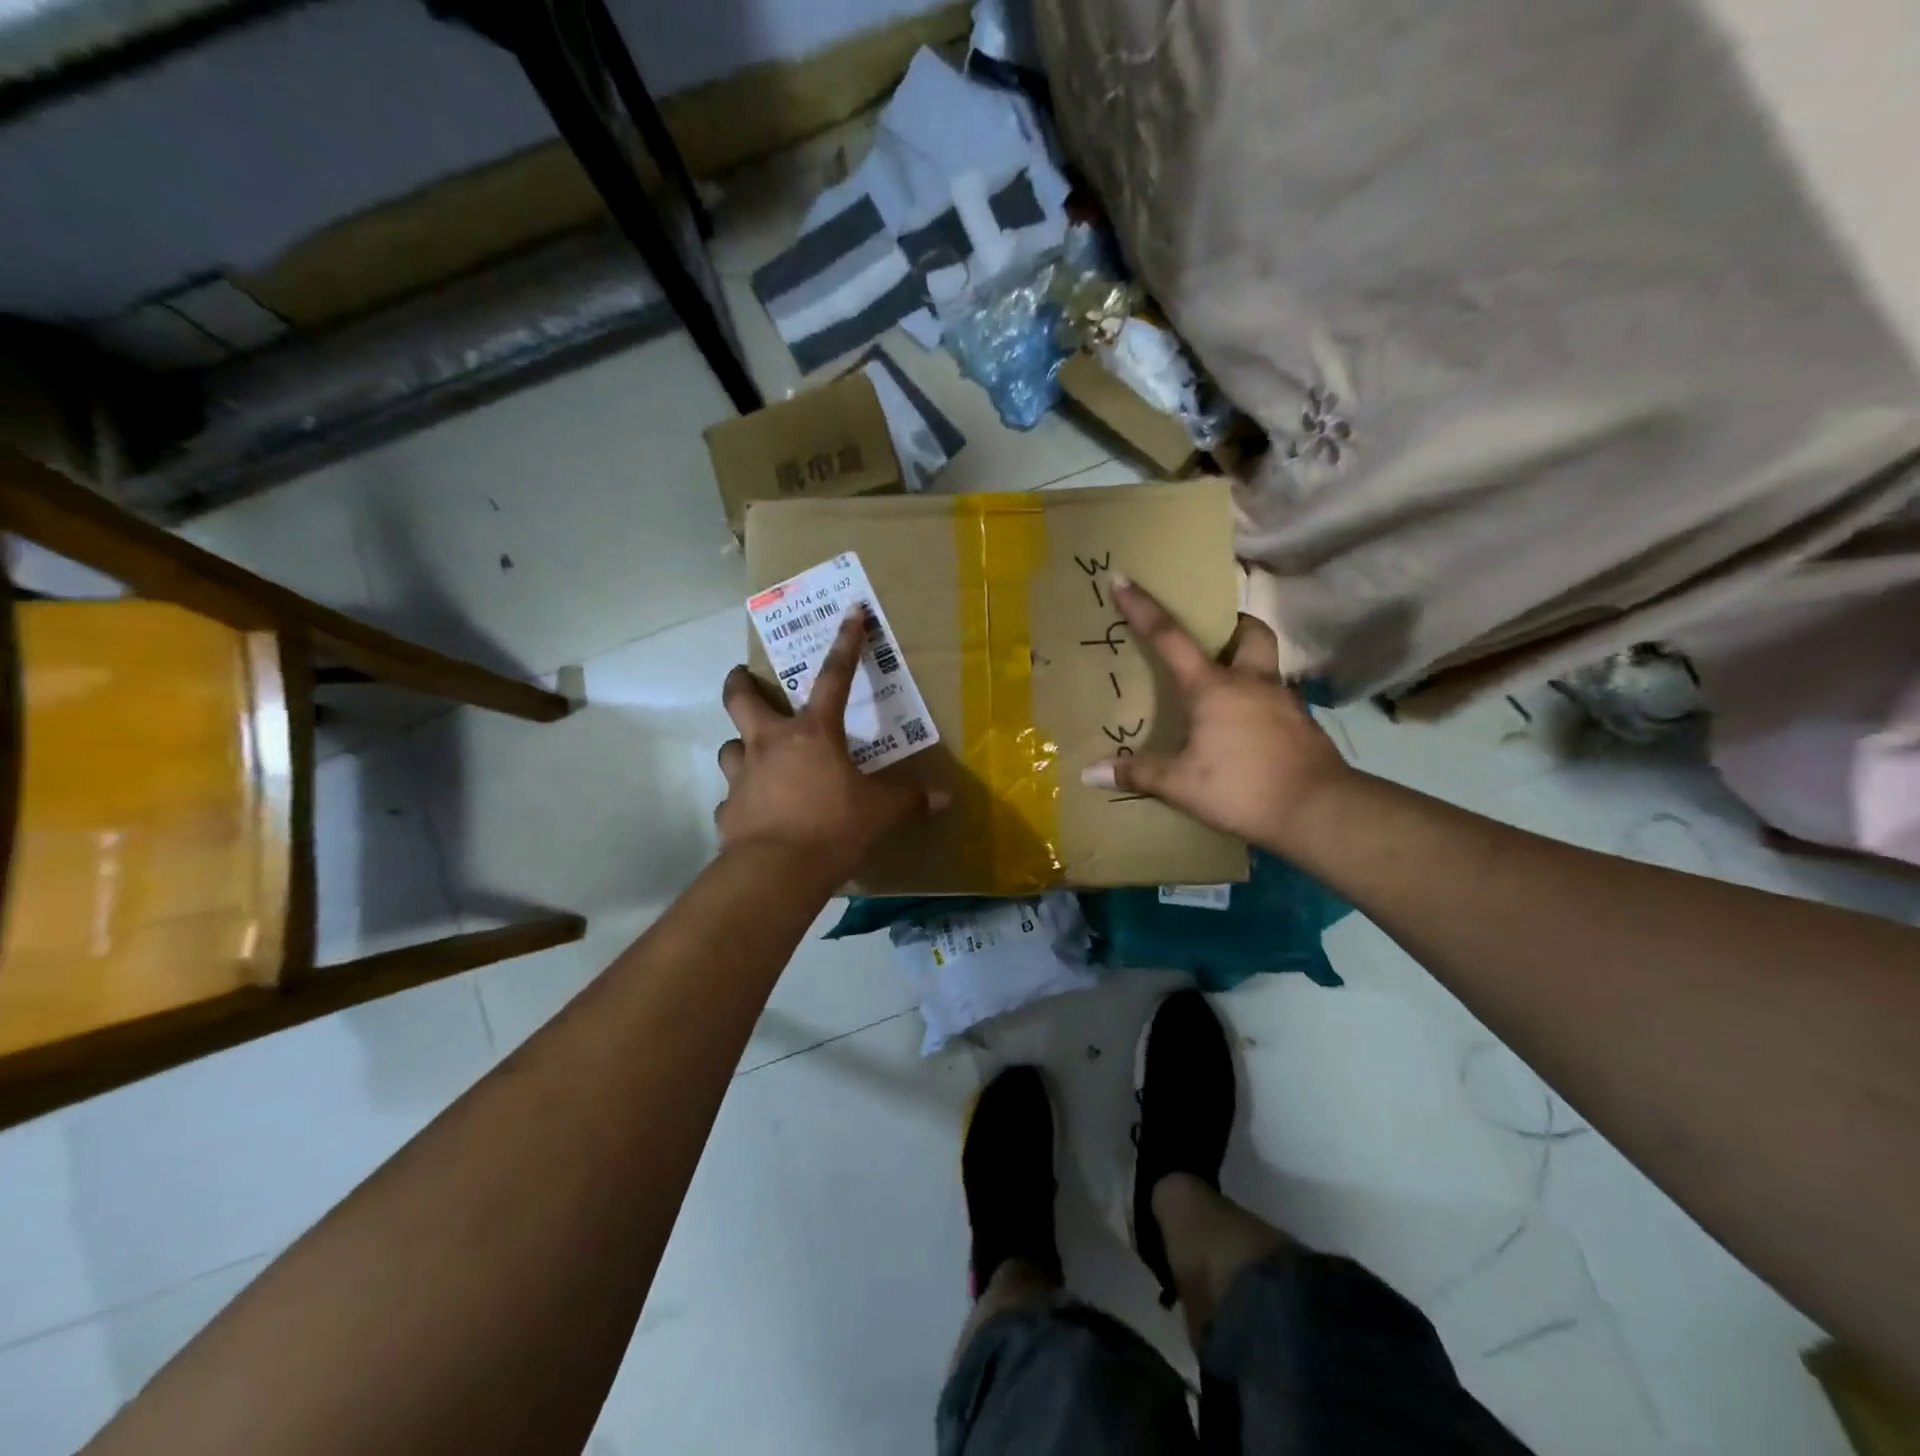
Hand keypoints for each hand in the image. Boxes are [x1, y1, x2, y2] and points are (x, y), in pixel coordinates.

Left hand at [717, 609, 944, 884]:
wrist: (778, 871)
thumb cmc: (834, 827)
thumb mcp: (882, 812)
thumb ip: (910, 800)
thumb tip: (944, 799)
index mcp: (813, 733)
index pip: (835, 677)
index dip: (846, 644)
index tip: (851, 613)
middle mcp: (770, 744)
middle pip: (741, 698)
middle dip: (741, 682)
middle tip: (743, 676)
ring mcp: (742, 776)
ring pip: (729, 746)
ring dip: (740, 745)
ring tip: (752, 754)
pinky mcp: (728, 811)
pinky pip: (732, 797)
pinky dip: (742, 799)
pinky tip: (754, 812)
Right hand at [1082, 578, 1353, 853]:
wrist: (1317, 810)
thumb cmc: (1241, 788)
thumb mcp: (1180, 785)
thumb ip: (1137, 774)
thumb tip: (1090, 773)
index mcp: (1213, 687)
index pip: (1170, 638)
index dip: (1143, 608)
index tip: (1124, 580)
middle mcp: (1251, 682)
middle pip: (1249, 632)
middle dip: (1231, 624)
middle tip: (1212, 638)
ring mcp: (1283, 701)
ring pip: (1267, 665)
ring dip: (1247, 664)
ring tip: (1225, 690)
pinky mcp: (1302, 724)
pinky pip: (1277, 698)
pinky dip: (1259, 702)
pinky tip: (1247, 729)